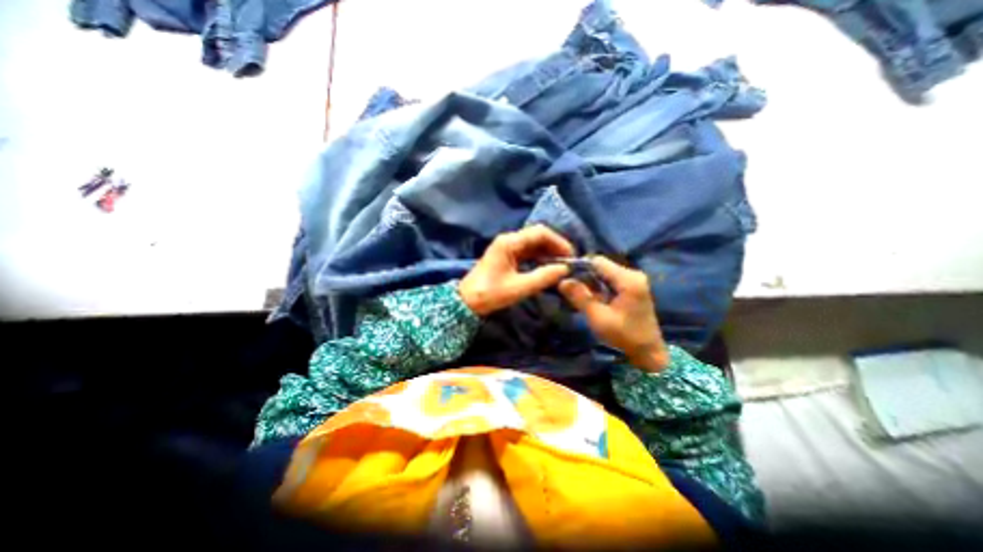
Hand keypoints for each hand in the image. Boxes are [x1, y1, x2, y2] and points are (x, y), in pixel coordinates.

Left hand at [461, 227, 577, 317]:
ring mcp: (507, 247)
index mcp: (509, 243)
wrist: (467, 301)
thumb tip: (564, 269)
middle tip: (568, 261)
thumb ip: (543, 277)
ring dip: (548, 252)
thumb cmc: (491, 294)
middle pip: (537, 236)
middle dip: (555, 246)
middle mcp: (509, 240)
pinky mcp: (507, 256)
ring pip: (533, 244)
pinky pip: (528, 252)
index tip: (571, 256)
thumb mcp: (519, 288)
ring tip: (561, 265)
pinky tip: (548, 267)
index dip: (558, 242)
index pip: (540, 233)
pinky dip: (539, 257)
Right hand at [561, 257, 668, 370]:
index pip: (597, 261)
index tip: (564, 277)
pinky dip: (598, 287)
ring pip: (604, 273)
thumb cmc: (624, 336)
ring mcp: (634, 280)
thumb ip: (580, 297)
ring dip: (589, 282)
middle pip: (601, 266)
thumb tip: (561, 281)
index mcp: (628, 279)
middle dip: (583, 275)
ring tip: (577, 294)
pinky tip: (590, 298)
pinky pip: (609, 280)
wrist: (649, 352)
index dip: (578, 266)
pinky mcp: (632, 287)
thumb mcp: (598, 317)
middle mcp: (632, 274)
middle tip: (569, 288)